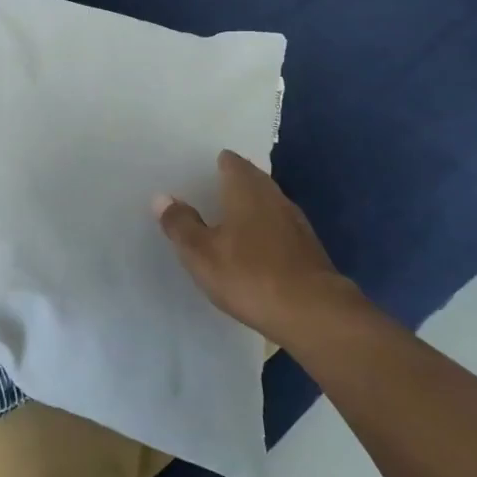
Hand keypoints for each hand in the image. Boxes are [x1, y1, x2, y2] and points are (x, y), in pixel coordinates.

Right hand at [155, 151, 354, 343]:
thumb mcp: (200, 252)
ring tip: (226, 221)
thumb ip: (180, 223)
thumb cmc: (249, 275)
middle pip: (252, 180)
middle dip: (232, 184)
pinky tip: (253, 250)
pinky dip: (264, 231)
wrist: (314, 314)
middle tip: (207, 194)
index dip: (216, 164)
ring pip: (267, 204)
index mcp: (246, 189)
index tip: (199, 172)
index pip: (231, 162)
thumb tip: (162, 197)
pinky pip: (279, 228)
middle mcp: (274, 197)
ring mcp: (296, 223)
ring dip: (249, 208)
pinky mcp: (308, 249)